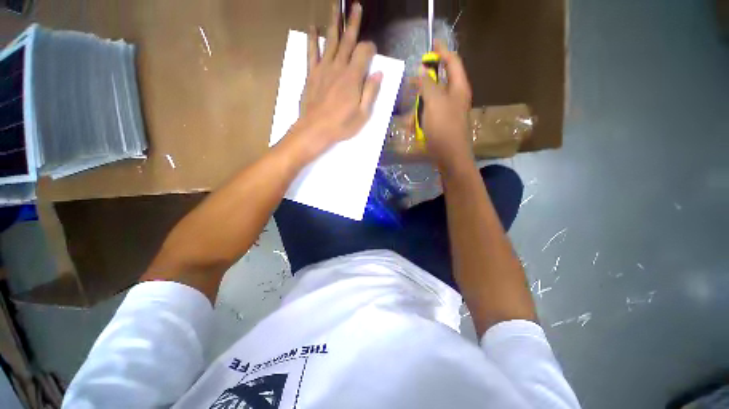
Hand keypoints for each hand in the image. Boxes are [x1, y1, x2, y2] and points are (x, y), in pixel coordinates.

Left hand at [285, 3, 382, 163]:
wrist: (315, 130)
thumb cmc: (341, 125)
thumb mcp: (362, 114)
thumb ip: (371, 92)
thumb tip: (379, 73)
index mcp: (353, 78)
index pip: (364, 52)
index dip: (370, 48)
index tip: (373, 52)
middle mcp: (338, 67)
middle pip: (348, 40)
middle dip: (353, 22)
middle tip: (356, 5)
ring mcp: (323, 68)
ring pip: (330, 40)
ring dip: (334, 22)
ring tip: (336, 6)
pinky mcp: (312, 74)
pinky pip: (312, 52)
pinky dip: (312, 39)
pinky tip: (312, 27)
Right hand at [416, 41, 472, 170]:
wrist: (450, 157)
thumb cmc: (444, 128)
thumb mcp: (434, 102)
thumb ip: (427, 84)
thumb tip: (421, 71)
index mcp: (458, 87)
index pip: (452, 61)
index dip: (442, 51)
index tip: (431, 44)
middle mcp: (455, 97)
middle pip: (438, 83)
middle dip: (423, 87)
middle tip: (411, 88)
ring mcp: (448, 112)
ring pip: (430, 102)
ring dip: (418, 108)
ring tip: (410, 120)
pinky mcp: (441, 125)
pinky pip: (428, 116)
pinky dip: (420, 119)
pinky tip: (413, 128)